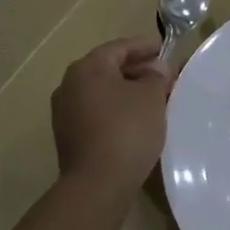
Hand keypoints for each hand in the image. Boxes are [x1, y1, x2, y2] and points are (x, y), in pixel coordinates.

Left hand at [51, 35, 171, 196]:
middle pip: (108, 68)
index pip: (119, 47)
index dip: (144, 46)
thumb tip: (157, 68)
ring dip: (127, 91)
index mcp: (87, 68)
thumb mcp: (151, 97)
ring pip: (102, 92)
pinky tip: (137, 120)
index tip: (164, 48)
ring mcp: (65, 113)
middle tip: (163, 75)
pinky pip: (97, 112)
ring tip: (154, 98)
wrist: (97, 183)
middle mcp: (69, 85)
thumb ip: (156, 76)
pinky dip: (117, 109)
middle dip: (137, 69)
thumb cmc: (127, 129)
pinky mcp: (69, 136)